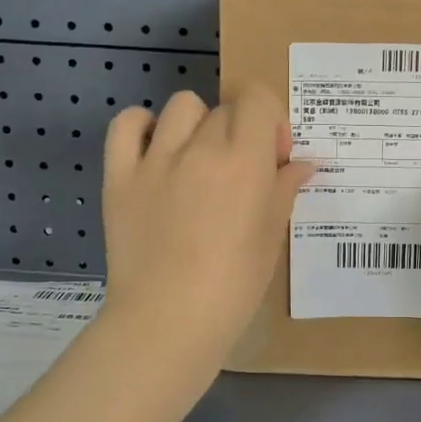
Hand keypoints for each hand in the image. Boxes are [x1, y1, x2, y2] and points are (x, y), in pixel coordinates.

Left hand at [101, 86, 311, 362]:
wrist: (168, 320)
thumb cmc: (233, 285)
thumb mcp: (271, 236)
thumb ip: (284, 190)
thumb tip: (301, 164)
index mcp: (244, 162)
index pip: (258, 101)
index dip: (271, 121)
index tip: (272, 155)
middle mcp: (200, 149)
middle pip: (224, 110)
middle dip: (239, 132)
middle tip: (238, 172)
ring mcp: (155, 160)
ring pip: (181, 107)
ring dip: (197, 124)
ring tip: (196, 159)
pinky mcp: (119, 176)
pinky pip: (125, 125)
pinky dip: (140, 126)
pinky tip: (153, 149)